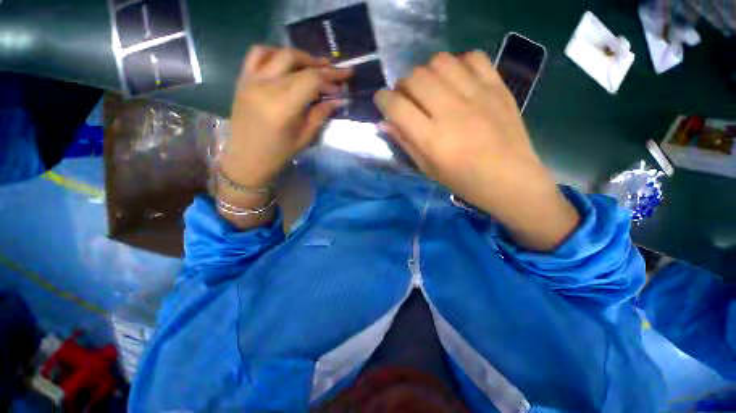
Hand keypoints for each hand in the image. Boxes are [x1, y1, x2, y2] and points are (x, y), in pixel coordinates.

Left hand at [221, 46, 351, 188]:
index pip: (311, 80)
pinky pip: (256, 54)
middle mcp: (265, 87)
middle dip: (320, 66)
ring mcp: (251, 80)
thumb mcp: (304, 137)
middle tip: (334, 71)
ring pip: (279, 53)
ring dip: (300, 56)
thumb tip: (339, 99)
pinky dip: (274, 52)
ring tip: (313, 65)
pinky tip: (285, 62)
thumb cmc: (278, 153)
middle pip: (297, 63)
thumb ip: (321, 114)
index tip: (345, 78)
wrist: (247, 159)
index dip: (331, 77)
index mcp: (283, 106)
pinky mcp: (242, 80)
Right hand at [374, 51, 578, 249]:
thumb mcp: (428, 168)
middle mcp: (450, 112)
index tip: (383, 102)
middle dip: (402, 85)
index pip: (396, 106)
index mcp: (431, 139)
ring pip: (439, 62)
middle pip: (415, 78)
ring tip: (431, 87)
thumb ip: (405, 142)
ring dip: (427, 72)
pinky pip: (472, 57)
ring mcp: (477, 95)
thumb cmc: (463, 181)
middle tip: (407, 97)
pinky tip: (457, 81)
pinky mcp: (497, 87)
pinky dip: (458, 64)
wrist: (510, 179)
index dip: (382, 99)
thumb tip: (384, 122)